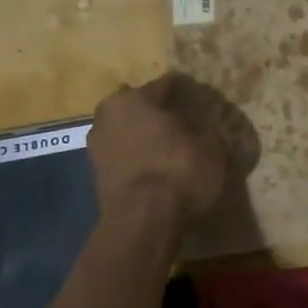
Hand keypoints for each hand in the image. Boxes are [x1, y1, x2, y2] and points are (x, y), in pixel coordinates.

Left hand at [88, 73, 227, 224]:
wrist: (142, 222)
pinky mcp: (95, 174)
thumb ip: (209, 131)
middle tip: (180, 122)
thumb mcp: (211, 148)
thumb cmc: (178, 171)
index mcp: (136, 98)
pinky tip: (154, 167)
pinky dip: (135, 158)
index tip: (197, 97)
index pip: (165, 85)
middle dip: (155, 111)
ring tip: (166, 147)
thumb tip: (208, 128)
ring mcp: (97, 145)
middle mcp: (109, 114)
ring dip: (142, 135)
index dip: (184, 90)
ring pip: (126, 130)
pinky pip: (122, 155)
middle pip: (138, 105)